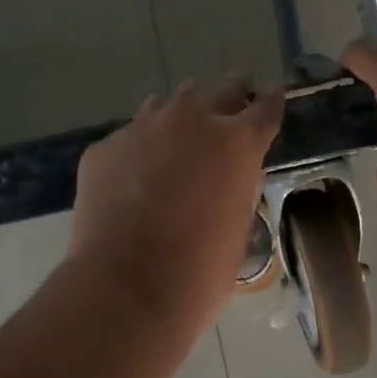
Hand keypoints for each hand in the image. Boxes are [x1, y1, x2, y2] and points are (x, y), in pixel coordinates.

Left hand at [69, 77, 285, 330]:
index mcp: (237, 143)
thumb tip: (223, 178)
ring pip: (168, 103)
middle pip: (219, 90)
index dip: (270, 100)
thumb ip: (235, 187)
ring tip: (179, 136)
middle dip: (230, 94)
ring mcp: (143, 128)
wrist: (125, 287)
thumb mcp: (237, 225)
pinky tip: (133, 176)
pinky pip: (129, 136)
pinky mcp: (105, 147)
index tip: (271, 93)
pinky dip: (139, 148)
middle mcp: (192, 121)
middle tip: (232, 100)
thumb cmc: (199, 270)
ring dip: (181, 115)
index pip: (264, 107)